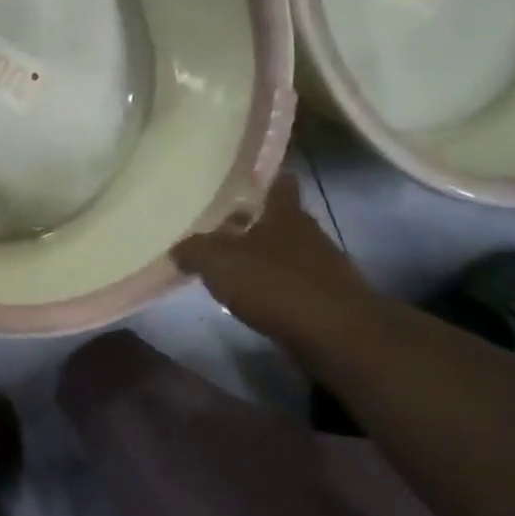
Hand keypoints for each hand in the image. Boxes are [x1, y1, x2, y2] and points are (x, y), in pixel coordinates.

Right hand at [171, 173, 379, 347]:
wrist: (336, 336)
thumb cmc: (275, 284)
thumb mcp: (218, 262)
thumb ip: (193, 250)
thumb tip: (178, 247)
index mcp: (285, 213)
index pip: (278, 182)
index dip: (261, 178)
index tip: (239, 179)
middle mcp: (307, 232)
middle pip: (278, 218)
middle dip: (251, 221)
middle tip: (217, 225)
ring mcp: (321, 266)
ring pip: (284, 251)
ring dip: (260, 256)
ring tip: (228, 265)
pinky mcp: (325, 298)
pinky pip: (290, 283)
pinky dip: (271, 286)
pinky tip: (250, 297)